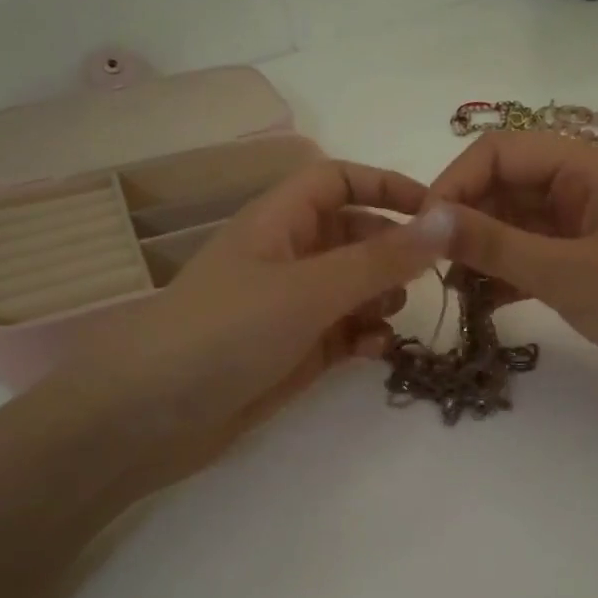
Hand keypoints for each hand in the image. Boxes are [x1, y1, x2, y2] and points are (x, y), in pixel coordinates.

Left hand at [71, 159, 453, 472]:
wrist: (150, 418)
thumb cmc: (227, 332)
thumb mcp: (310, 289)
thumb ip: (381, 258)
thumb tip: (447, 219)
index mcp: (278, 222)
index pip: (338, 180)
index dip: (386, 186)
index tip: (437, 212)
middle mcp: (286, 257)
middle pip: (352, 234)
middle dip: (391, 249)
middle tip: (427, 275)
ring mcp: (289, 307)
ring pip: (352, 286)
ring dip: (380, 295)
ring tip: (394, 315)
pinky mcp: (293, 352)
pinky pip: (343, 332)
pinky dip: (364, 336)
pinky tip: (375, 351)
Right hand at [429, 132, 597, 417]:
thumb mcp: (567, 272)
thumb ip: (494, 244)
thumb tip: (424, 218)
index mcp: (586, 166)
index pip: (499, 152)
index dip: (454, 184)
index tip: (421, 232)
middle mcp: (586, 187)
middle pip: (507, 186)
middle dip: (466, 220)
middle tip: (431, 268)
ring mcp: (591, 228)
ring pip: (519, 225)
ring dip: (484, 251)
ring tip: (452, 291)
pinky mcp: (596, 265)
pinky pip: (538, 257)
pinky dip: (510, 275)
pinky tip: (485, 304)